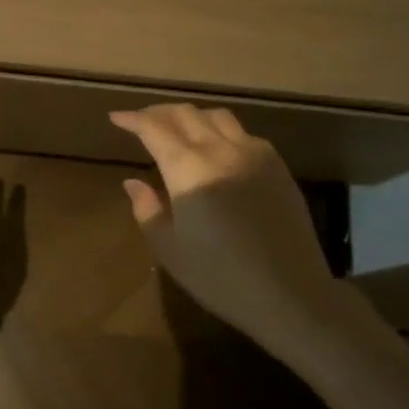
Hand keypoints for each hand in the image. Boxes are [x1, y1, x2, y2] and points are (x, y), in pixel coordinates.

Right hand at [111, 105, 336, 354]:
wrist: (292, 295)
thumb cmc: (221, 277)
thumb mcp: (171, 250)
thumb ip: (147, 209)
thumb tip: (133, 182)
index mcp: (188, 169)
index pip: (154, 129)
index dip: (132, 119)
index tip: (117, 117)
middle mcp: (220, 150)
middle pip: (185, 114)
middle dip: (159, 113)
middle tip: (142, 121)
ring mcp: (253, 154)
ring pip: (216, 116)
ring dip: (191, 116)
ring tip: (178, 128)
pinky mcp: (277, 165)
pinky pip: (243, 133)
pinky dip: (221, 130)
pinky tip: (217, 147)